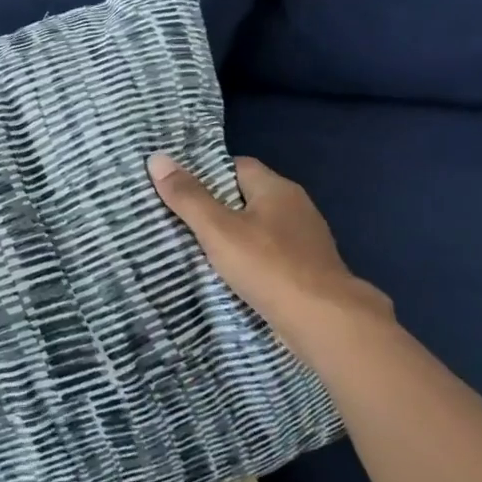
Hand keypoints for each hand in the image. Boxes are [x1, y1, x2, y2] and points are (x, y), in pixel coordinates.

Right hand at [148, 153, 393, 364]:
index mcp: (277, 189)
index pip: (237, 166)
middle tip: (176, 217)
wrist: (325, 323)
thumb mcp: (218, 229)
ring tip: (195, 247)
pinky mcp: (307, 272)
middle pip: (246, 197)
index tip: (177, 187)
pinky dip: (248, 261)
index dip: (206, 173)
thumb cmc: (269, 266)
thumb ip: (187, 197)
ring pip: (258, 229)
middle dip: (215, 206)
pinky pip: (269, 256)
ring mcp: (305, 242)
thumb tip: (156, 159)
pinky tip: (229, 275)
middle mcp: (296, 208)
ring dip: (232, 237)